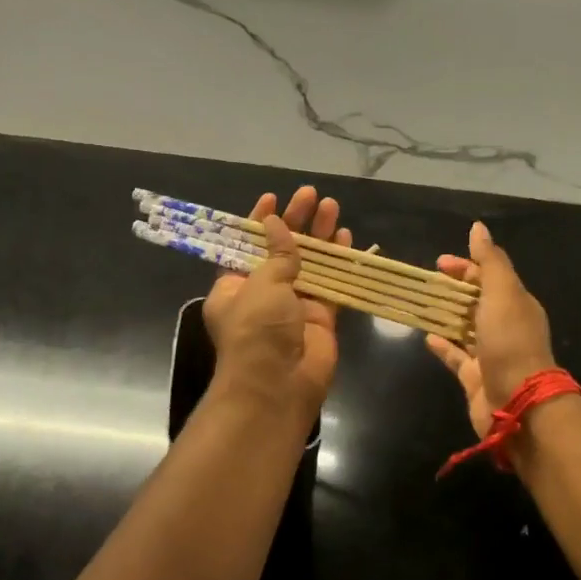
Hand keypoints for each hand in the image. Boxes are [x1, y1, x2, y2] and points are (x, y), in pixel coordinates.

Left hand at [203, 187, 351, 414]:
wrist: (278, 384)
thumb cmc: (257, 329)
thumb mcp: (261, 284)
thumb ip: (277, 254)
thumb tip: (278, 224)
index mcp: (234, 286)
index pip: (246, 245)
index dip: (259, 221)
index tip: (273, 198)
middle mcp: (263, 293)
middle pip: (281, 250)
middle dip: (296, 222)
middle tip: (311, 195)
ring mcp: (293, 305)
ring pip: (309, 263)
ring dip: (319, 236)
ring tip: (331, 206)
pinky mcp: (320, 317)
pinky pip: (330, 283)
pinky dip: (338, 261)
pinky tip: (346, 238)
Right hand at [425, 221, 556, 438]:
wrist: (518, 402)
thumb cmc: (510, 341)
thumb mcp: (502, 292)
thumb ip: (489, 261)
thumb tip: (478, 227)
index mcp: (516, 303)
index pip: (490, 276)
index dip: (466, 266)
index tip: (440, 263)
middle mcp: (506, 326)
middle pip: (477, 301)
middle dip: (454, 289)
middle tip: (427, 282)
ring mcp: (491, 354)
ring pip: (466, 328)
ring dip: (446, 315)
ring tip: (422, 304)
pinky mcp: (475, 378)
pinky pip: (457, 357)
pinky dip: (443, 345)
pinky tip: (427, 338)